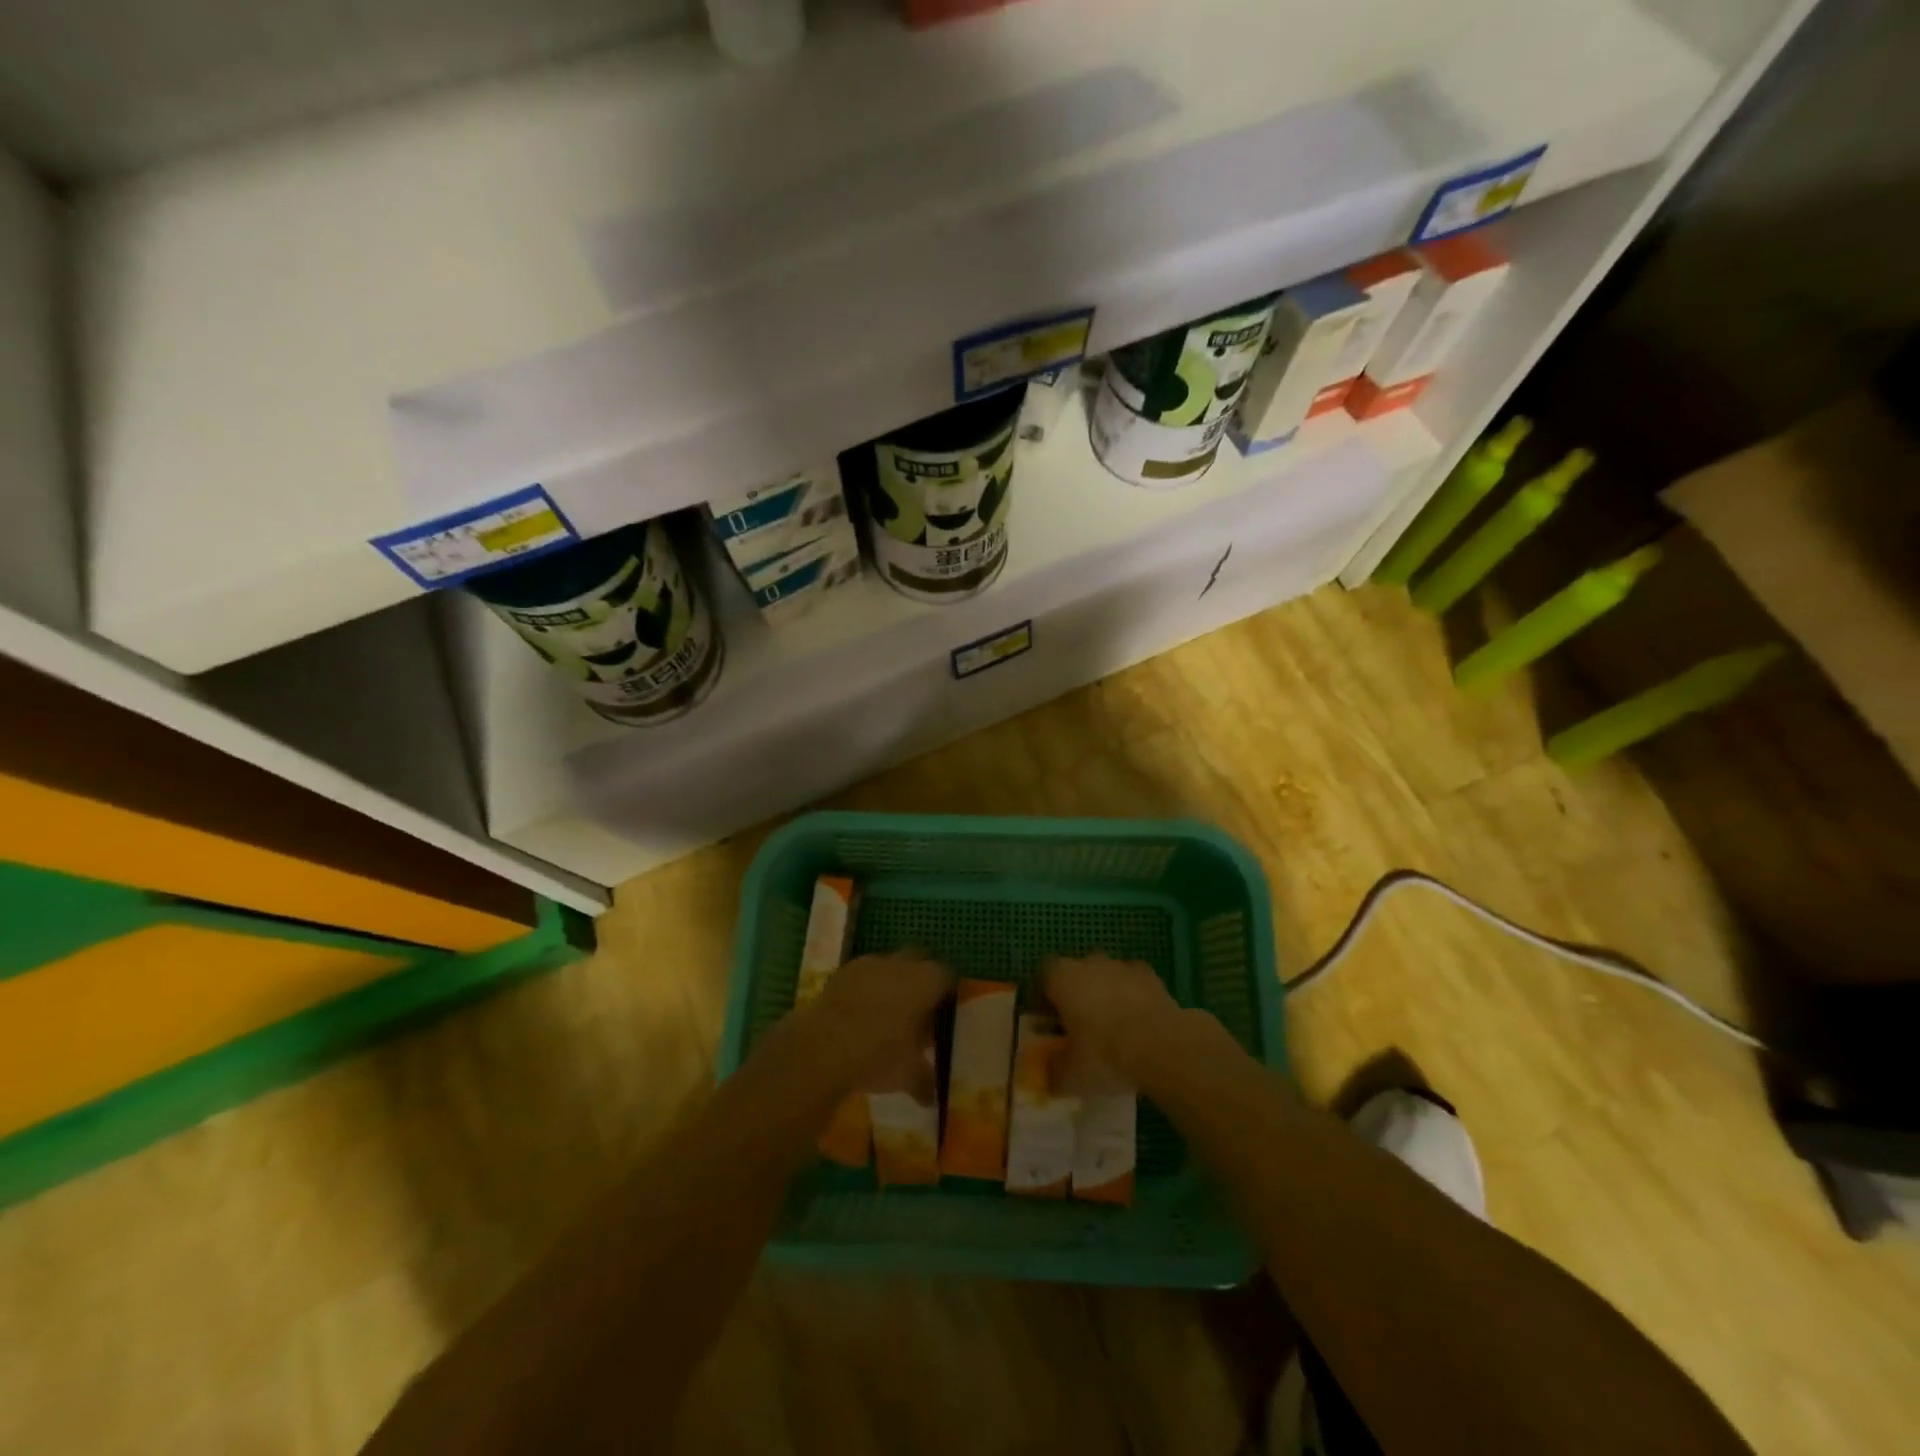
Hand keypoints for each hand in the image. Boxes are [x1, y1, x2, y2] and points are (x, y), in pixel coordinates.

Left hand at [807, 952, 951, 1095]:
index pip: (947, 974)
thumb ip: (925, 1082)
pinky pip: (862, 973)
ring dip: (891, 979)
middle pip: (919, 960)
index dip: (947, 990)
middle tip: (919, 1006)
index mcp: (926, 982)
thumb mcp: (909, 1075)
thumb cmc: (879, 1055)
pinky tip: (859, 1010)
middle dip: (921, 977)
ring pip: (889, 964)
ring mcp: (870, 963)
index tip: (944, 1009)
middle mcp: (901, 964)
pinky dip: (865, 985)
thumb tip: (931, 1098)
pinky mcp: (843, 970)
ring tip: (886, 1009)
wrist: (824, 1046)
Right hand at [1040, 954, 1182, 1091]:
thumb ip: (1054, 1073)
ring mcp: (1122, 966)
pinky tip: (1138, 1023)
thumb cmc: (1103, 1054)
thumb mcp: (1070, 1076)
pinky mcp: (1151, 976)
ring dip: (1105, 994)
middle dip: (1076, 994)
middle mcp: (1089, 963)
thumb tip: (1050, 1076)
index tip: (1049, 1021)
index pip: (1043, 975)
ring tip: (1113, 1028)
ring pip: (1106, 976)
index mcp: (1062, 978)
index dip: (1043, 996)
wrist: (1160, 1046)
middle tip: (1080, 1027)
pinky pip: (1134, 983)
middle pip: (1076, 973)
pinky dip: (1133, 997)